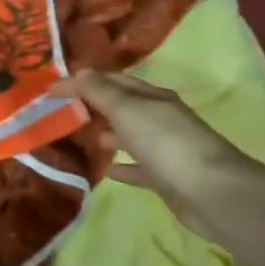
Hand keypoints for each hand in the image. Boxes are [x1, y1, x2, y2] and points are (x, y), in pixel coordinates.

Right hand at [54, 69, 264, 239]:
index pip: (113, 81)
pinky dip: (123, 167)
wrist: (213, 193)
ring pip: (131, 136)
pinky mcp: (167, 179)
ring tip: (84, 137)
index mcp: (152, 98)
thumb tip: (79, 72)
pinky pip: (139, 168)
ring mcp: (166, 150)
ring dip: (109, 134)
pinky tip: (108, 171)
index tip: (51, 91)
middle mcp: (160, 119)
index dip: (83, 82)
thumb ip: (100, 92)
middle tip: (65, 111)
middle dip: (96, 105)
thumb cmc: (166, 143)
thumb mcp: (127, 109)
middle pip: (123, 107)